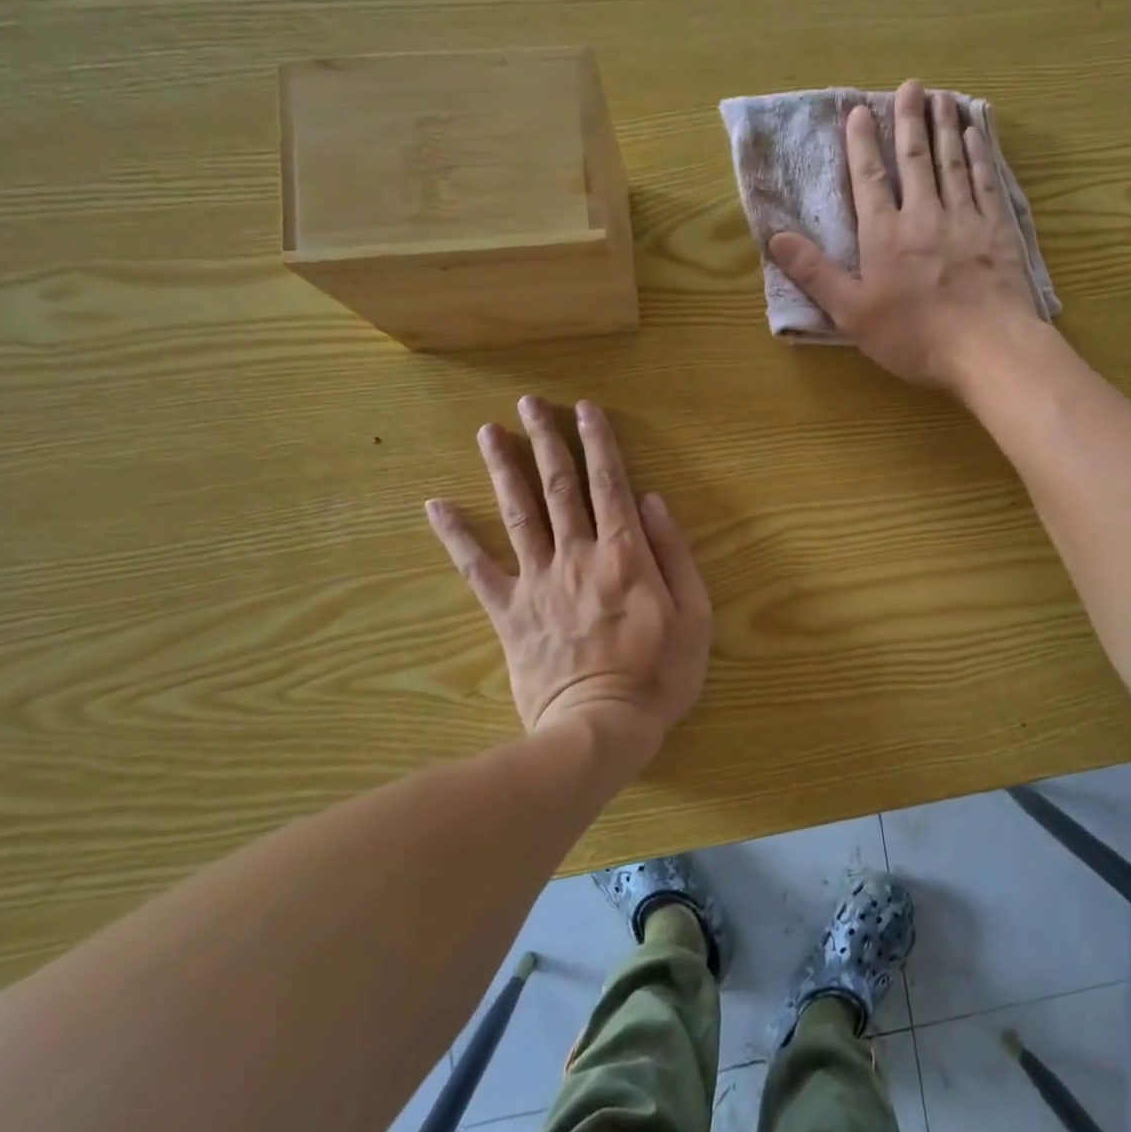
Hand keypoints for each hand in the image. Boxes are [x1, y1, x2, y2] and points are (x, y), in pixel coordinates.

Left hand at [425, 397, 710, 769]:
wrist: (599, 729)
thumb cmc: (659, 674)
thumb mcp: (695, 614)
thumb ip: (675, 553)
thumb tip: (651, 502)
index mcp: (624, 554)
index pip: (608, 484)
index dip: (598, 442)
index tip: (585, 409)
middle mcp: (576, 554)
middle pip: (558, 487)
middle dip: (546, 440)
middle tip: (530, 403)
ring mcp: (537, 581)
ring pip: (517, 513)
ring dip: (503, 469)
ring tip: (489, 432)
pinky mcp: (508, 612)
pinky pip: (477, 568)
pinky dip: (455, 536)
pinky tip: (435, 506)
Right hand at [767, 79, 1041, 389]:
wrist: (986, 347)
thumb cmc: (913, 336)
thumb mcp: (852, 313)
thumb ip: (816, 273)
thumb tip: (776, 236)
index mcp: (884, 234)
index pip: (870, 179)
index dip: (862, 144)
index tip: (859, 111)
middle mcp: (923, 215)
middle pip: (914, 158)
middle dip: (909, 120)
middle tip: (910, 85)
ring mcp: (964, 218)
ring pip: (952, 161)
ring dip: (944, 126)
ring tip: (941, 97)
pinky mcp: (998, 229)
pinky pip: (986, 180)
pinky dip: (979, 153)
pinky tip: (975, 134)